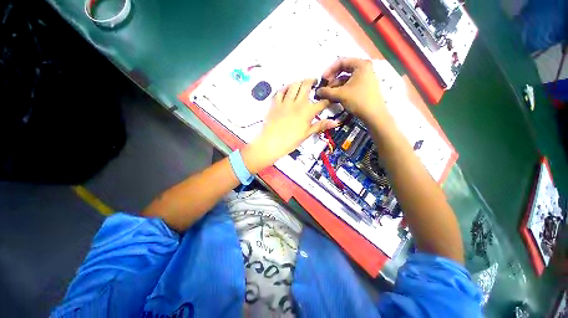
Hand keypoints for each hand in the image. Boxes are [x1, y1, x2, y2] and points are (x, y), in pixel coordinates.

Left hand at [242, 79, 337, 173]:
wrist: (271, 143)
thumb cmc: (290, 141)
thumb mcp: (307, 134)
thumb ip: (320, 126)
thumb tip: (335, 122)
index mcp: (307, 112)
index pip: (321, 103)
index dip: (327, 100)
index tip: (328, 99)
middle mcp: (297, 103)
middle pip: (306, 85)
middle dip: (312, 81)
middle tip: (315, 82)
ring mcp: (285, 102)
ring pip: (294, 85)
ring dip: (299, 82)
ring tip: (302, 83)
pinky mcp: (275, 103)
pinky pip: (280, 90)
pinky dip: (285, 87)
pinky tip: (288, 88)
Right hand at [316, 58, 387, 124]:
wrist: (374, 115)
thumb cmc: (358, 100)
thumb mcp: (340, 95)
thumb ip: (327, 91)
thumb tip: (317, 91)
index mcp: (361, 64)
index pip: (341, 61)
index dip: (329, 70)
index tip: (322, 79)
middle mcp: (364, 68)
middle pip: (344, 69)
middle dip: (332, 79)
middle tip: (325, 87)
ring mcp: (366, 77)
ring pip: (346, 78)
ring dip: (336, 85)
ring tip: (328, 94)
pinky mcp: (365, 86)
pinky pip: (350, 84)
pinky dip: (342, 89)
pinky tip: (335, 97)